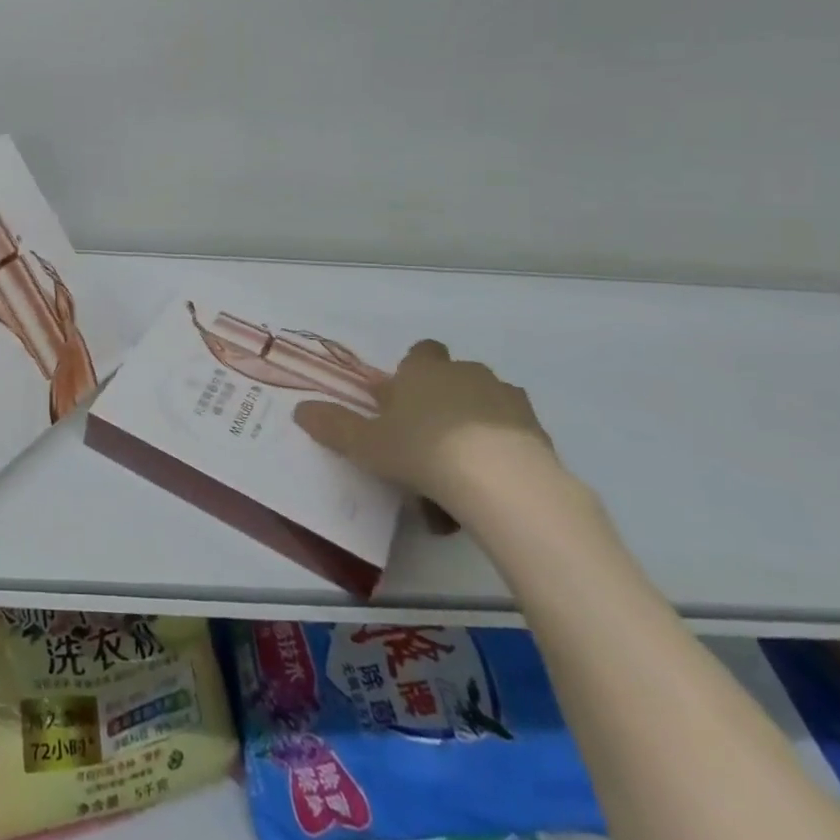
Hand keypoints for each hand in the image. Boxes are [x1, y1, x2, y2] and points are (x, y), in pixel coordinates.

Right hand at [292, 339, 558, 525]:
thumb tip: (300, 410)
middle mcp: (467, 374)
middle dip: (443, 401)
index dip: (412, 374)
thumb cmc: (423, 450)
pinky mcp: (539, 432)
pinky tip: (489, 487)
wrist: (503, 482)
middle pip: (454, 377)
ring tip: (459, 471)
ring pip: (487, 405)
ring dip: (474, 426)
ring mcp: (508, 401)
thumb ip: (334, 426)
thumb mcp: (367, 444)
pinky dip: (502, 453)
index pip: (421, 352)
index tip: (401, 403)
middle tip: (425, 441)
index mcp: (424, 370)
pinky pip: (514, 437)